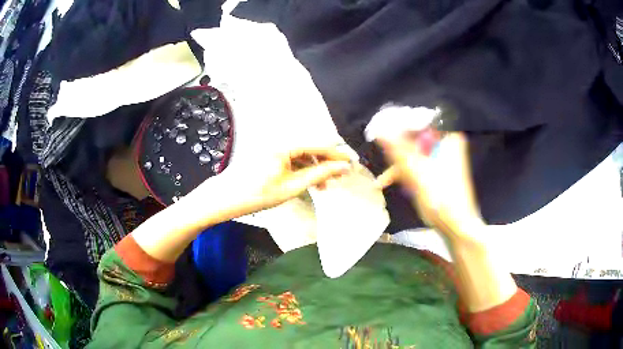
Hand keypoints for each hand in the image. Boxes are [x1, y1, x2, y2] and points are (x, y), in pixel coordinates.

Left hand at [203, 147, 352, 217]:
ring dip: (315, 168)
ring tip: (325, 187)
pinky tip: (309, 183)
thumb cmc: (256, 194)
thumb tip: (342, 167)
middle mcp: (280, 140)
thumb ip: (319, 175)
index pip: (319, 144)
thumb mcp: (291, 187)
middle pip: (312, 148)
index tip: (352, 164)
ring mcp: (273, 146)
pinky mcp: (269, 154)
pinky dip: (302, 170)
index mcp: (285, 144)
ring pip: (302, 154)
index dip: (337, 155)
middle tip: (340, 179)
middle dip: (327, 163)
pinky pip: (292, 158)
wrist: (225, 198)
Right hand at [376, 132, 483, 239]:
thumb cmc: (440, 198)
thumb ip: (397, 150)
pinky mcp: (439, 171)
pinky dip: (406, 172)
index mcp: (448, 139)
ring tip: (382, 181)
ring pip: (415, 154)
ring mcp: (443, 158)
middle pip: (415, 139)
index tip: (380, 131)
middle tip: (380, 158)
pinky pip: (419, 164)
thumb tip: (379, 131)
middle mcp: (447, 144)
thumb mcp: (416, 173)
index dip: (399, 125)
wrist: (456, 226)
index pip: (420, 121)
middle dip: (397, 152)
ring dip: (398, 166)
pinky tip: (391, 182)